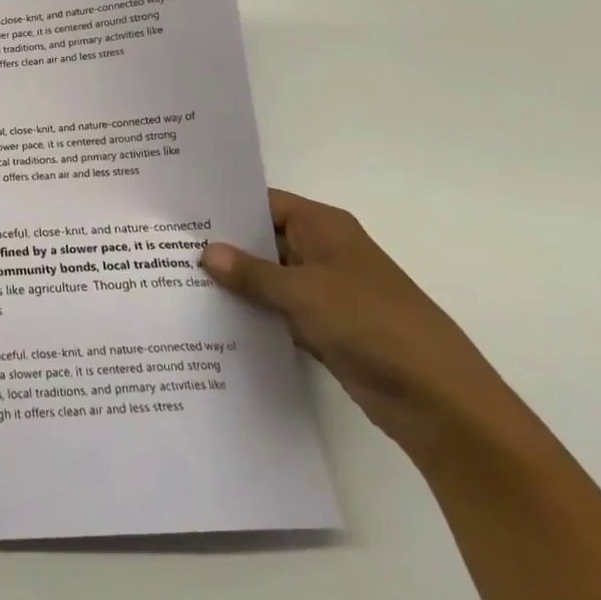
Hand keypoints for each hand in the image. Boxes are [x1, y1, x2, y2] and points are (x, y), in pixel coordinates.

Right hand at [200, 190, 524, 457]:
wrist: (436, 397)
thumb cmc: (371, 323)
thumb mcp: (303, 291)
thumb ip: (251, 272)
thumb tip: (206, 251)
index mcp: (323, 228)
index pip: (264, 202)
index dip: (225, 205)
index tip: (179, 211)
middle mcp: (321, 252)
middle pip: (262, 239)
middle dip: (221, 246)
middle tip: (165, 248)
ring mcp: (322, 292)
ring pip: (267, 278)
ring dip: (233, 284)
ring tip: (174, 281)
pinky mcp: (322, 328)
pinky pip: (276, 312)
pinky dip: (251, 314)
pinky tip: (210, 319)